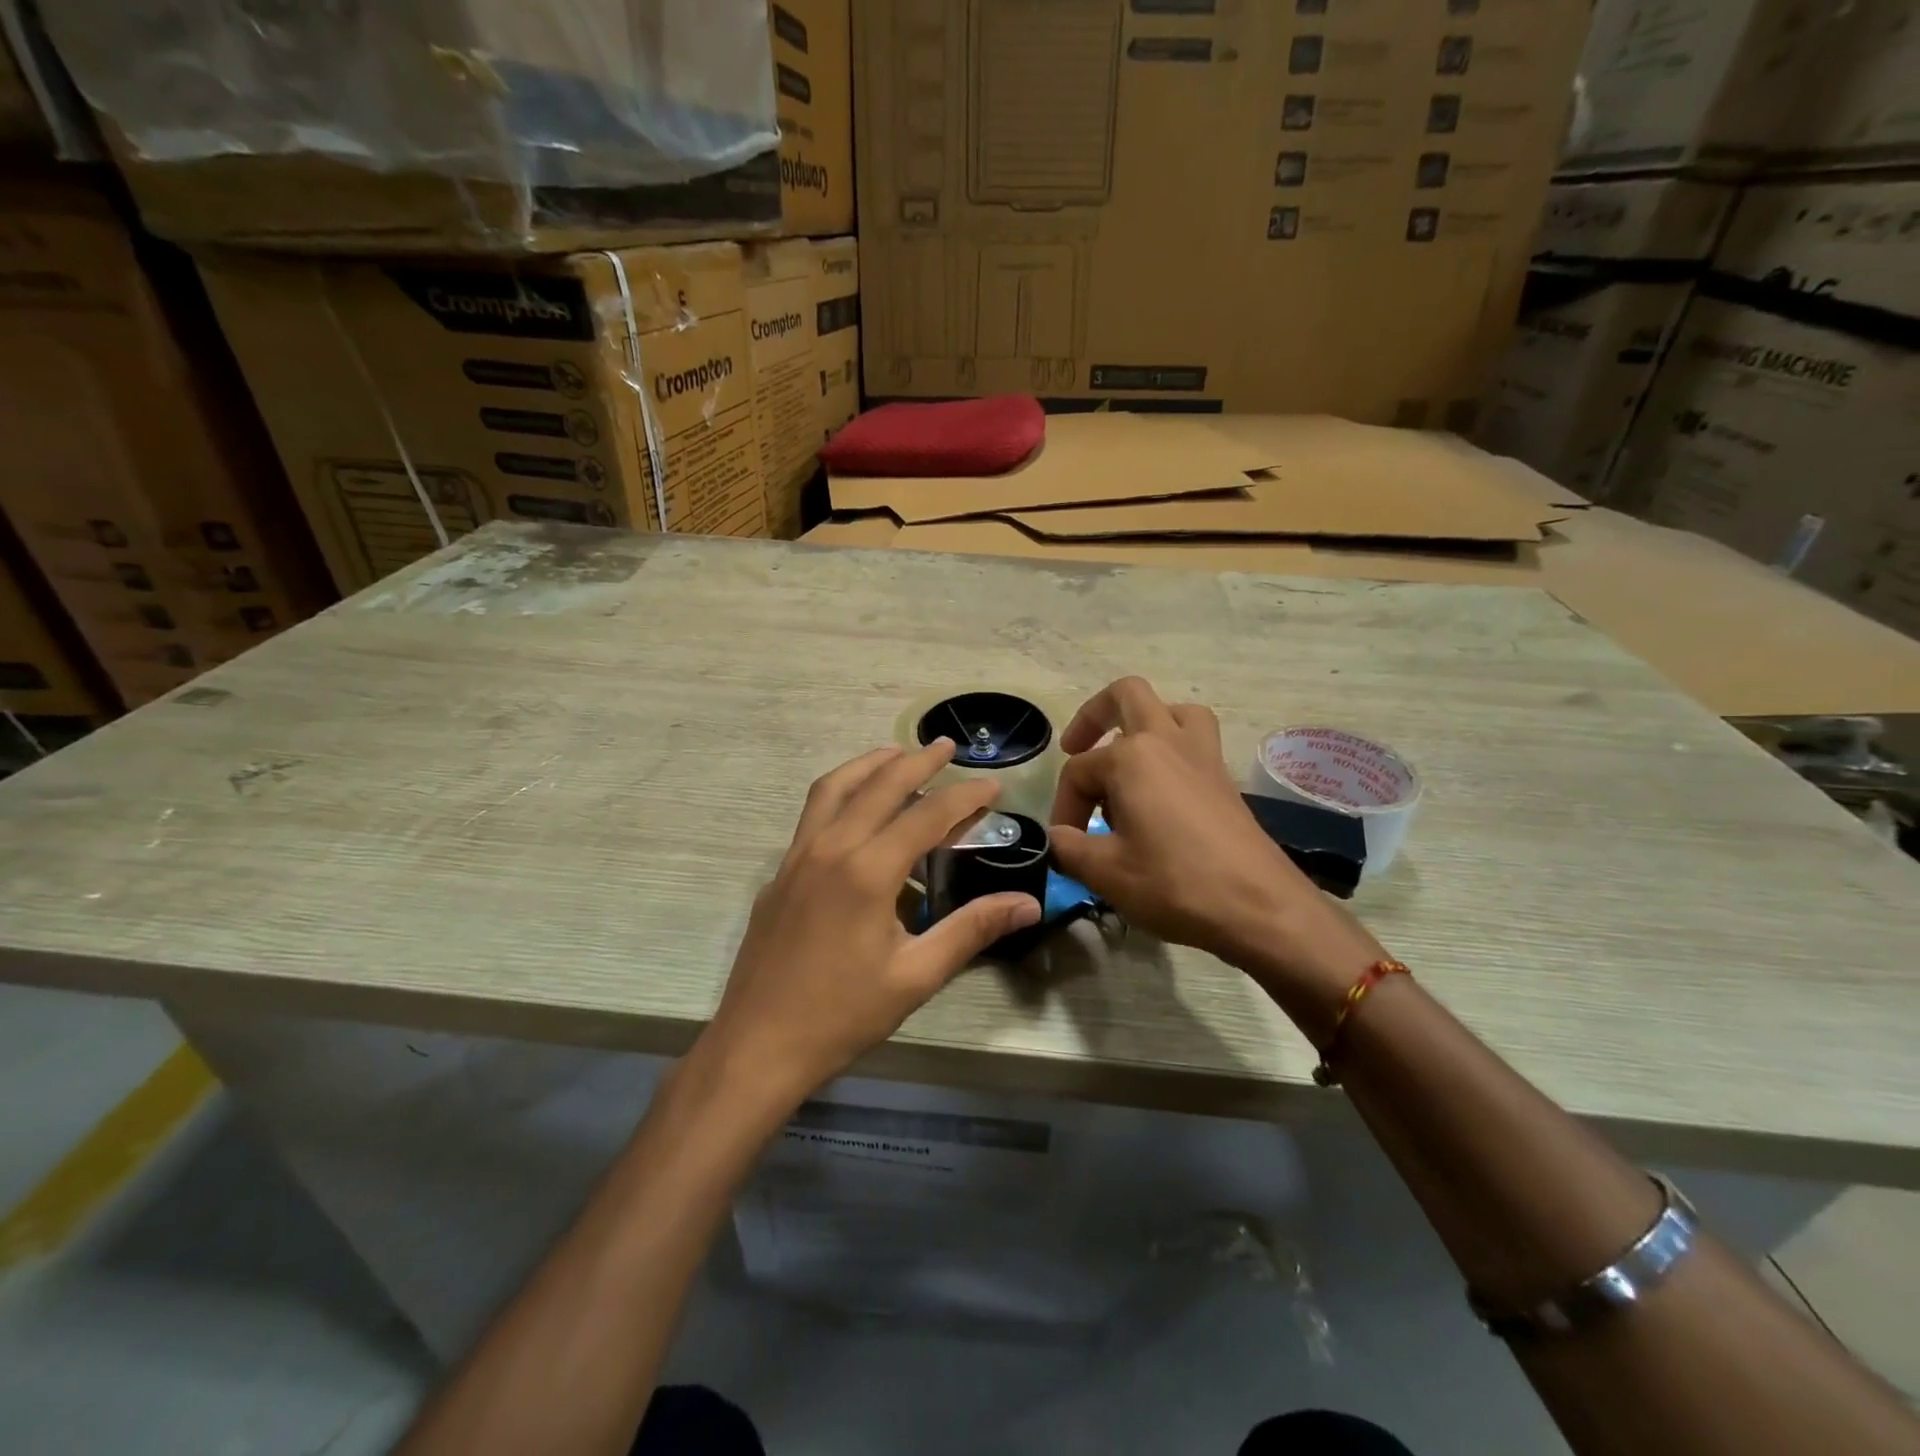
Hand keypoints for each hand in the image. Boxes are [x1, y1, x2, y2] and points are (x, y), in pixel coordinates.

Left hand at [698, 740, 1041, 1110]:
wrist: (757, 1045)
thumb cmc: (842, 1015)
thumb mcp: (916, 976)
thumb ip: (971, 930)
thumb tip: (1028, 903)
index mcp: (868, 870)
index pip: (927, 815)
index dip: (965, 796)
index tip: (994, 785)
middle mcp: (830, 848)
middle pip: (879, 785)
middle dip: (917, 760)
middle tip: (947, 746)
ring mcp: (797, 856)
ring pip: (835, 787)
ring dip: (870, 764)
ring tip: (898, 755)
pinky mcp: (779, 872)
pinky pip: (814, 813)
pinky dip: (842, 792)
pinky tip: (857, 811)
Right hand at [1048, 678, 1382, 1004]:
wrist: (1259, 907)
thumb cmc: (1175, 883)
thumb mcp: (1105, 872)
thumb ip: (1067, 847)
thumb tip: (1055, 838)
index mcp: (1131, 756)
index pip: (1078, 771)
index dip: (1064, 806)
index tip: (1066, 842)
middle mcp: (1167, 740)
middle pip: (1126, 695)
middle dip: (1093, 716)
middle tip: (1076, 748)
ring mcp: (1202, 755)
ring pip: (1171, 710)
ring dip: (1143, 724)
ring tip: (1126, 762)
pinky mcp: (1224, 777)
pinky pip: (1193, 740)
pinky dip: (1171, 750)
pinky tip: (1158, 793)